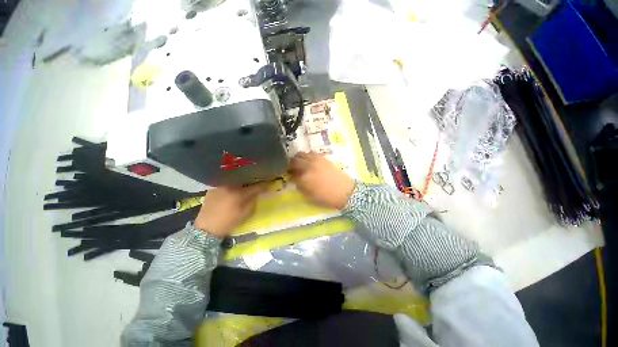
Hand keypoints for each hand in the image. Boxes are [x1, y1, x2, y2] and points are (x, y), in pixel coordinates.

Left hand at [194, 183, 268, 236]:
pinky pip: (226, 181)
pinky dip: (232, 182)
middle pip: (245, 179)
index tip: (270, 183)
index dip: (264, 185)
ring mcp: (220, 185)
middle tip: (259, 181)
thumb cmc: (228, 222)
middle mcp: (230, 186)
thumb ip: (253, 200)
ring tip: (247, 181)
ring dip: (242, 180)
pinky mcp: (213, 187)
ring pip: (235, 179)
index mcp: (239, 194)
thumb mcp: (245, 213)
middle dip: (253, 180)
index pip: (256, 187)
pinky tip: (234, 186)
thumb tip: (258, 192)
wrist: (206, 228)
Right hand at [289, 151, 355, 209]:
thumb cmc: (327, 198)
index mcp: (304, 179)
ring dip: (297, 159)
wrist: (345, 191)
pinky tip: (309, 161)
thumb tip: (295, 180)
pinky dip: (307, 156)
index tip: (288, 177)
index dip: (288, 175)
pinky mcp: (322, 158)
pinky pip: (311, 153)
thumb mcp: (310, 197)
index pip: (291, 174)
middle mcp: (308, 167)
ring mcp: (315, 161)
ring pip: (300, 154)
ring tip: (299, 164)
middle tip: (291, 169)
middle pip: (293, 161)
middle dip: (290, 165)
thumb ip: (300, 187)